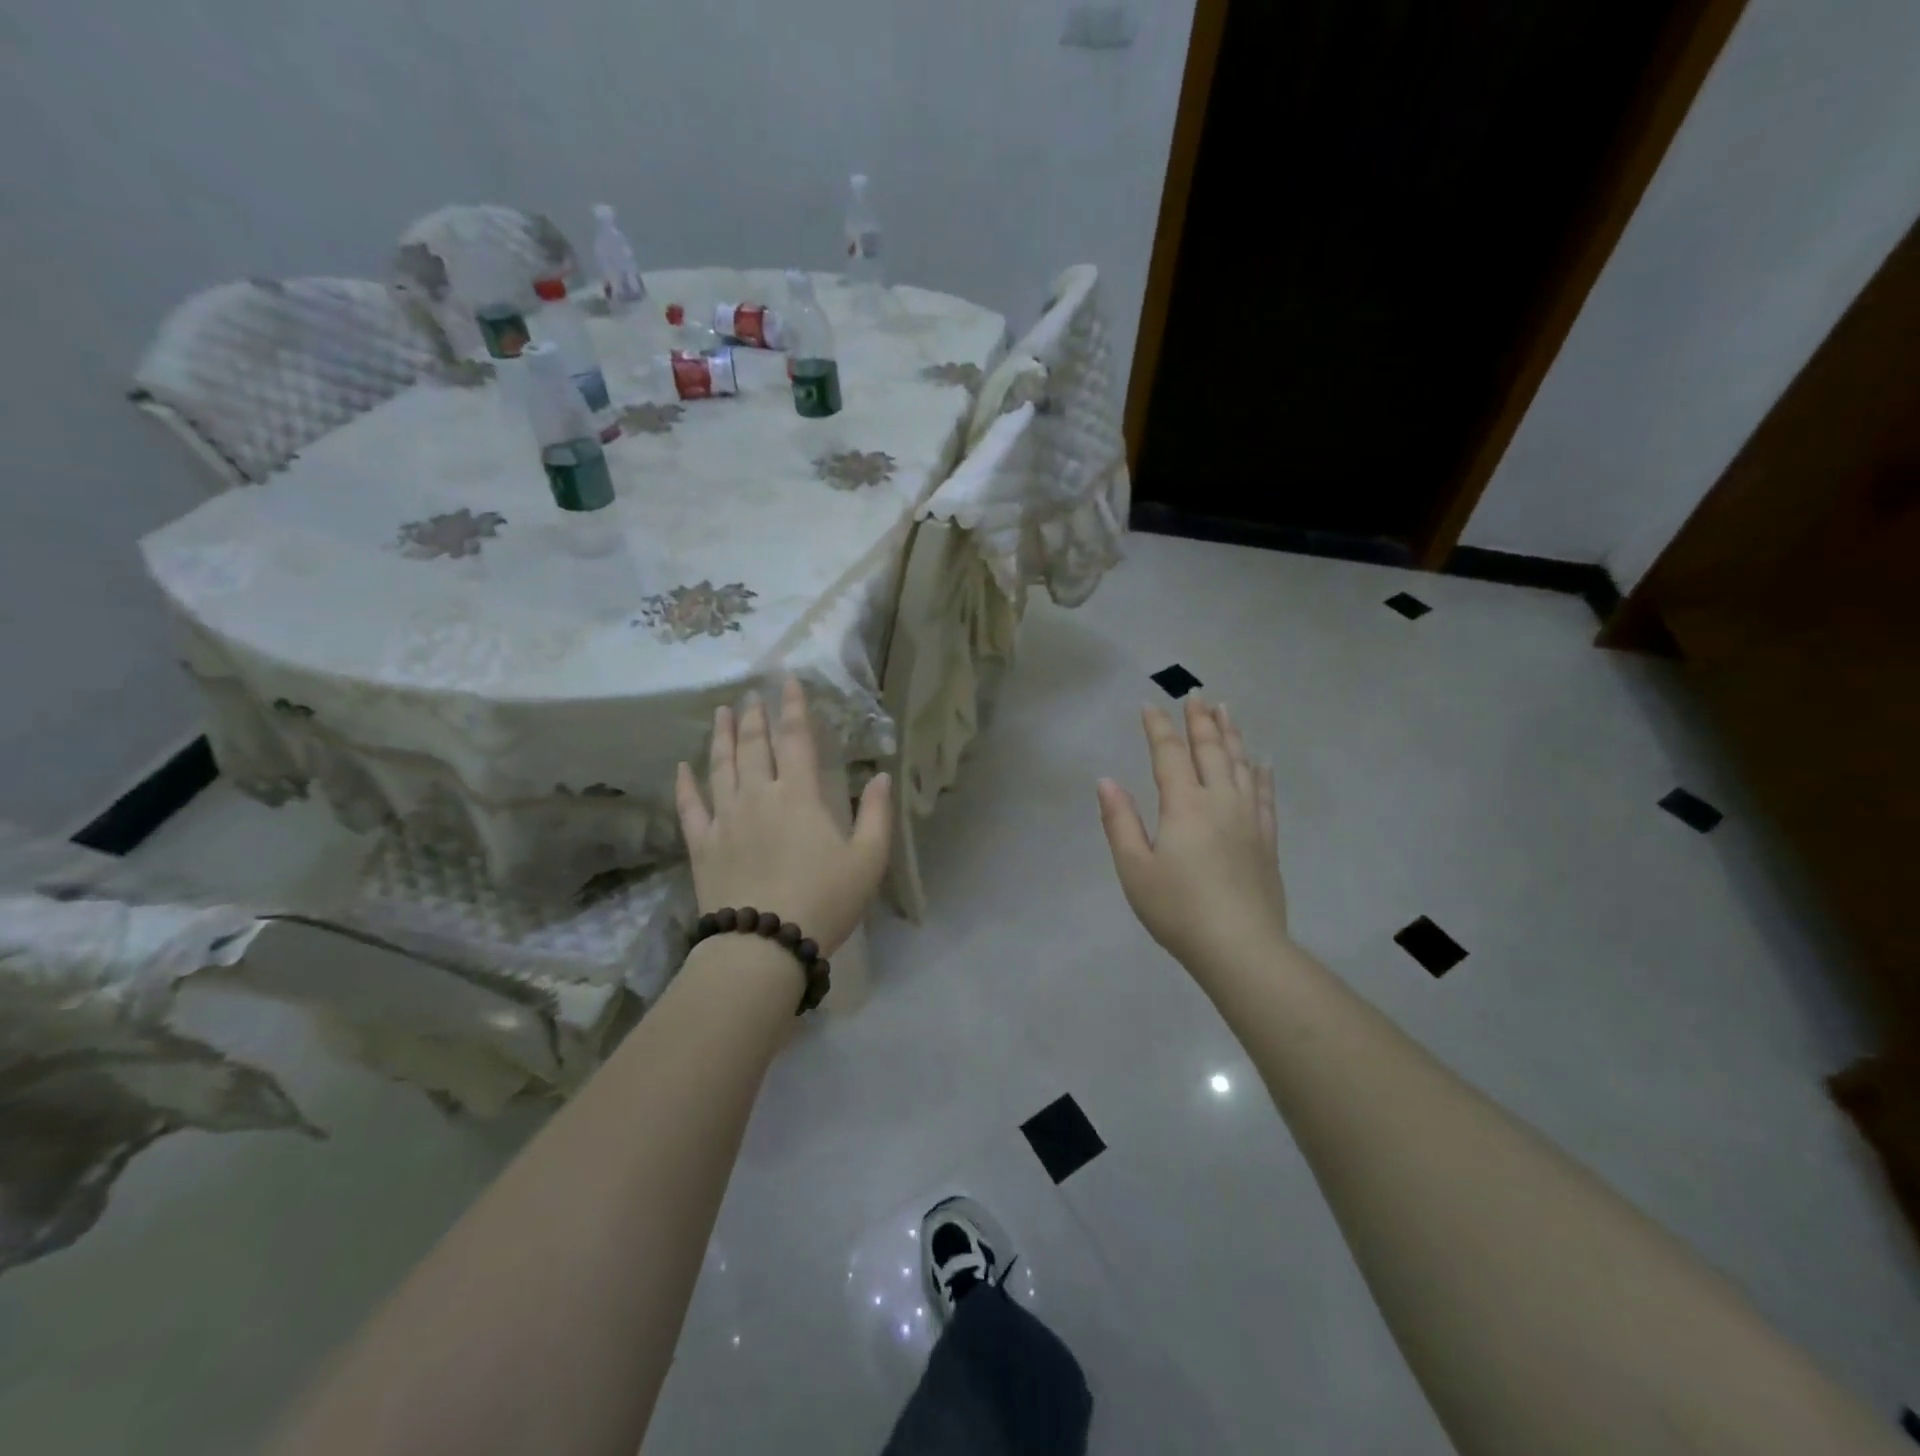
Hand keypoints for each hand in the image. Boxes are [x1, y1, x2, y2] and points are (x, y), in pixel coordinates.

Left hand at [675, 677, 891, 954]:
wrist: (763, 944)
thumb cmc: (824, 900)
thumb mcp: (868, 860)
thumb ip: (876, 814)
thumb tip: (881, 775)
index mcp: (798, 795)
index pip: (795, 738)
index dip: (792, 706)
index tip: (788, 681)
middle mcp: (758, 795)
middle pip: (753, 745)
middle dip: (753, 716)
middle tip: (751, 694)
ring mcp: (725, 818)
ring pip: (720, 766)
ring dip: (720, 736)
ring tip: (721, 712)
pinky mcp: (702, 845)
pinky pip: (690, 807)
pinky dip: (685, 784)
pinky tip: (682, 767)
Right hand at [1097, 697, 1287, 969]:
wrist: (1240, 948)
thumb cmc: (1178, 910)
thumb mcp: (1134, 868)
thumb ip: (1120, 821)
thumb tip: (1106, 781)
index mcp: (1184, 805)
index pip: (1169, 754)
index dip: (1158, 727)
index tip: (1149, 705)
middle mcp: (1220, 801)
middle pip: (1210, 750)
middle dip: (1200, 720)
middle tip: (1196, 695)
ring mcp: (1248, 819)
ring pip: (1241, 764)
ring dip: (1232, 734)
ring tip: (1227, 710)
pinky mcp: (1267, 840)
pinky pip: (1265, 795)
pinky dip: (1262, 773)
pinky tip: (1262, 761)